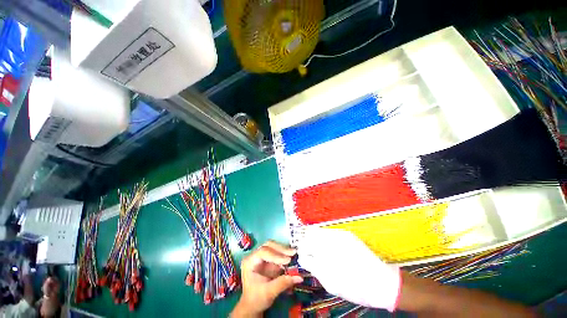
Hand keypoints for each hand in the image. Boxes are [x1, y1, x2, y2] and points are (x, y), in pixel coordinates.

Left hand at [231, 241, 302, 317]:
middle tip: (293, 253)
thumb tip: (299, 277)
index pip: (263, 252)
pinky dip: (284, 254)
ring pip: (273, 247)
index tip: (287, 260)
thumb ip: (283, 283)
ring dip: (283, 250)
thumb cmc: (256, 299)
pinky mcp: (268, 260)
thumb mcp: (269, 292)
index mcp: (249, 262)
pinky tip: (291, 257)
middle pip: (268, 246)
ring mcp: (261, 257)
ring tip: (294, 254)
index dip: (276, 255)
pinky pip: (277, 253)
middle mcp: (255, 256)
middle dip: (281, 249)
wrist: (252, 306)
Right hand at [298, 228, 400, 311]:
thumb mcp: (329, 282)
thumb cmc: (353, 287)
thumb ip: (313, 267)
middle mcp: (330, 238)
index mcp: (324, 251)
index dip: (302, 250)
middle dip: (307, 242)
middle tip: (311, 253)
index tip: (304, 256)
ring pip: (319, 231)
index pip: (304, 244)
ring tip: (322, 252)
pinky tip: (332, 249)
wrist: (381, 282)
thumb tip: (303, 257)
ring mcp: (339, 234)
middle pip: (310, 233)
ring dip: (316, 239)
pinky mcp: (346, 234)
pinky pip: (330, 232)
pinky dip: (326, 238)